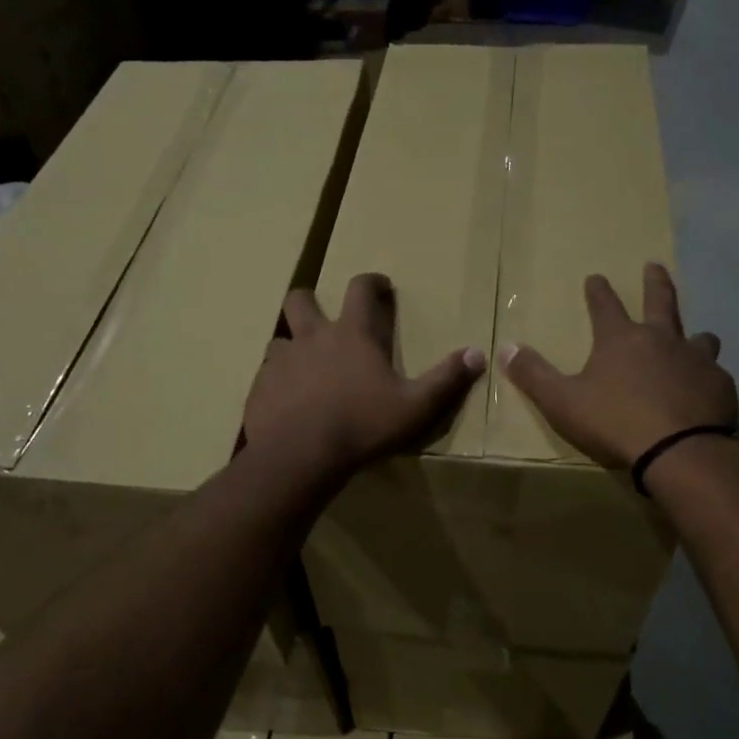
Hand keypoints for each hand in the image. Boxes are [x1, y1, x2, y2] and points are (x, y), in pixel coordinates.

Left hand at [244, 272, 486, 483]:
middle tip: (324, 319)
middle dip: (311, 300)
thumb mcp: (415, 407)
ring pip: (280, 339)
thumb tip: (478, 354)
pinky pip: (266, 375)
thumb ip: (446, 380)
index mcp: (351, 335)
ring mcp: (280, 361)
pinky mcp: (259, 387)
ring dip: (292, 347)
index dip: (371, 282)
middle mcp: (312, 337)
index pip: (360, 289)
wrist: (300, 455)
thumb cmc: (362, 426)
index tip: (380, 286)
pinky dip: (277, 381)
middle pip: (301, 300)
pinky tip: (286, 403)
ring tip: (304, 369)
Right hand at [503, 263, 736, 468]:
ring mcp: (697, 360)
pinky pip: (715, 373)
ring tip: (696, 338)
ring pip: (699, 337)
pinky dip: (707, 377)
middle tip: (654, 265)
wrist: (680, 451)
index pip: (604, 305)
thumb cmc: (615, 423)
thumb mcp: (562, 402)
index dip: (598, 291)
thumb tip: (504, 347)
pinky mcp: (720, 386)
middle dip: (655, 282)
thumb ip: (534, 375)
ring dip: (694, 335)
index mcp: (621, 340)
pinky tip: (706, 390)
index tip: (596, 276)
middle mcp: (662, 340)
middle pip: (661, 301)